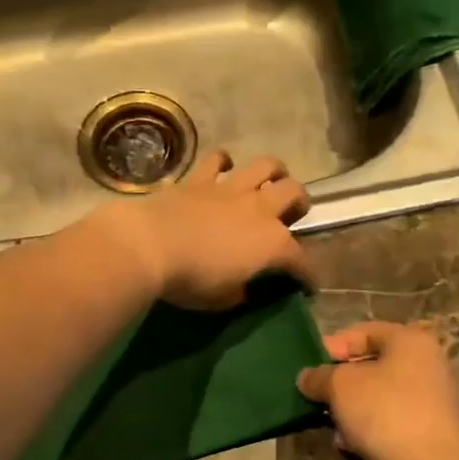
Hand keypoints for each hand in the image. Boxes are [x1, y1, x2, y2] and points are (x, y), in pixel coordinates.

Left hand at [90, 149, 312, 310]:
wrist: (150, 245)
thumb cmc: (191, 280)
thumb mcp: (222, 300)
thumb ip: (240, 292)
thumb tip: (244, 289)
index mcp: (272, 244)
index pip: (302, 261)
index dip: (309, 276)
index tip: (308, 287)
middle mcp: (260, 209)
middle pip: (294, 194)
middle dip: (299, 204)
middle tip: (291, 215)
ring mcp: (231, 188)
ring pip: (266, 165)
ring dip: (274, 172)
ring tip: (270, 182)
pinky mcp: (200, 178)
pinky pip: (217, 159)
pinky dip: (223, 162)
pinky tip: (223, 168)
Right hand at [295, 322, 458, 459]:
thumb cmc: (384, 412)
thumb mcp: (340, 386)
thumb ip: (318, 376)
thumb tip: (306, 377)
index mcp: (410, 340)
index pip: (363, 331)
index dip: (332, 345)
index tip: (308, 366)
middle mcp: (425, 363)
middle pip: (371, 363)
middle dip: (339, 380)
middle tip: (315, 394)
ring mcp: (429, 398)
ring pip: (377, 394)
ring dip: (350, 407)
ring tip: (329, 421)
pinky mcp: (427, 429)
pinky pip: (388, 418)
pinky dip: (367, 426)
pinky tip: (348, 443)